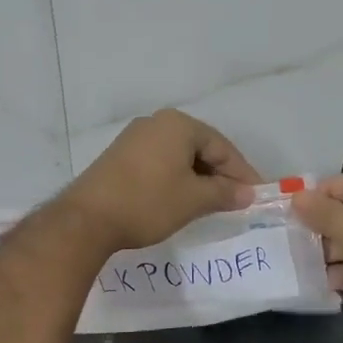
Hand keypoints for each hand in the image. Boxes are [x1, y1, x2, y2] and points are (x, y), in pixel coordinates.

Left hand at [61, 109, 259, 251]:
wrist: (86, 219)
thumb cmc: (148, 202)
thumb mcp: (193, 200)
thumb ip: (224, 193)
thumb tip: (248, 194)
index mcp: (178, 125)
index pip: (222, 147)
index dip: (242, 173)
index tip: (256, 196)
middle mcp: (156, 123)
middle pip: (200, 147)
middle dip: (220, 174)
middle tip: (236, 200)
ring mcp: (134, 138)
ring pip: (179, 156)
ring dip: (198, 178)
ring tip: (211, 203)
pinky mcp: (119, 156)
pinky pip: (159, 162)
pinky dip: (176, 178)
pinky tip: (181, 199)